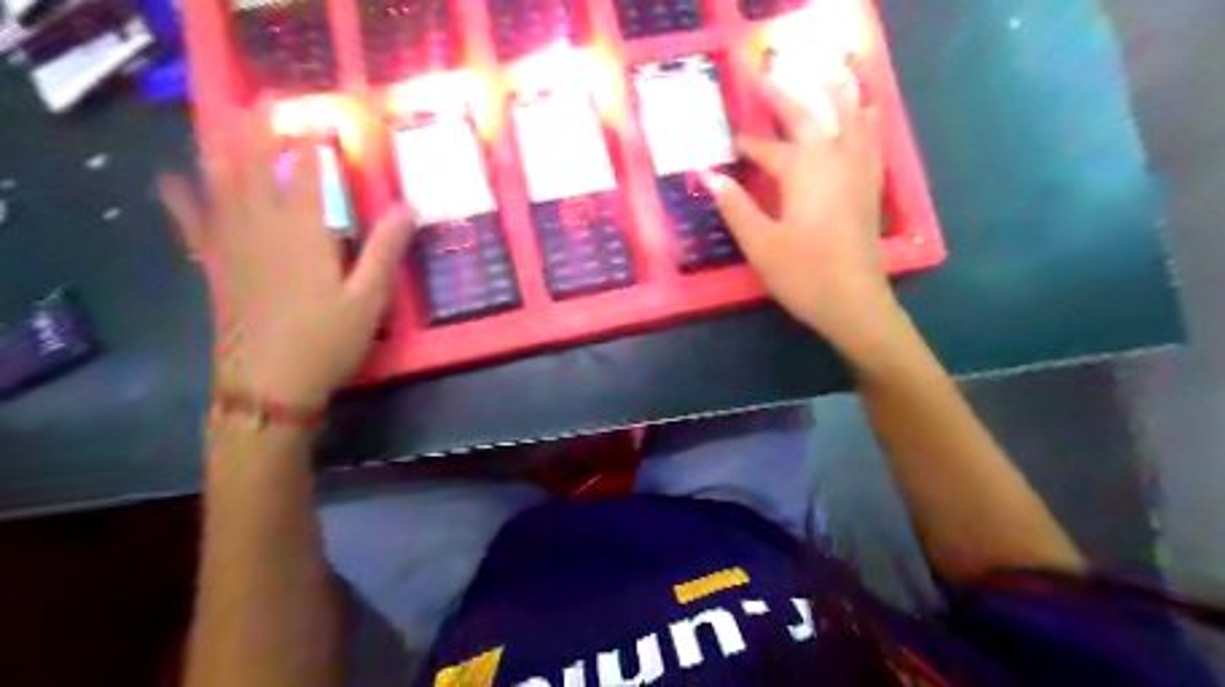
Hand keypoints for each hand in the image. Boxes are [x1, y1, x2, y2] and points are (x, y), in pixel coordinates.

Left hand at [159, 107, 409, 408]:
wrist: (269, 384)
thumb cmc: (328, 341)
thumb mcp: (369, 299)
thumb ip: (385, 250)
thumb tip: (409, 207)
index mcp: (306, 235)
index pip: (309, 175)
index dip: (314, 145)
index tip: (322, 123)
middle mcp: (263, 228)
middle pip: (258, 168)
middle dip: (264, 132)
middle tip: (272, 106)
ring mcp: (232, 245)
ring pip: (221, 184)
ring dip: (225, 148)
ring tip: (228, 122)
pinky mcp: (215, 266)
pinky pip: (192, 222)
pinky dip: (181, 197)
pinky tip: (172, 178)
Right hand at [704, 71, 896, 352]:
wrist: (855, 303)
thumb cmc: (803, 275)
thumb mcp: (760, 244)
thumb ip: (735, 207)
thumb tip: (708, 176)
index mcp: (803, 172)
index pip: (770, 149)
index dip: (749, 145)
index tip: (731, 143)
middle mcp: (834, 161)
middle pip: (810, 119)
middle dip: (785, 100)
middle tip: (765, 82)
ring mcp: (858, 172)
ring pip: (849, 119)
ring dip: (832, 96)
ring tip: (823, 78)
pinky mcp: (870, 188)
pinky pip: (870, 140)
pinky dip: (864, 121)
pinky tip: (864, 116)